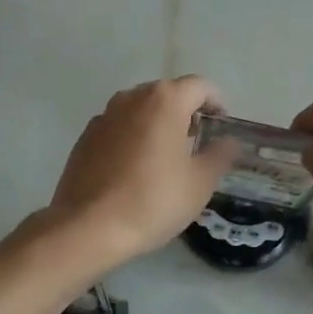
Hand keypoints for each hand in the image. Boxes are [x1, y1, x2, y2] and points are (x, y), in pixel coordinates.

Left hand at [45, 77, 239, 273]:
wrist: (88, 227)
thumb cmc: (153, 201)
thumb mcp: (199, 183)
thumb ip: (219, 155)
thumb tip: (228, 141)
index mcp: (164, 101)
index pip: (199, 86)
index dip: (216, 102)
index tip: (221, 125)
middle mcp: (131, 98)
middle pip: (167, 94)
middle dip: (185, 111)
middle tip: (197, 142)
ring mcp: (104, 116)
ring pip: (139, 110)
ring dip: (157, 124)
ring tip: (166, 156)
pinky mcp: (85, 138)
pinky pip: (118, 128)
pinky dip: (132, 138)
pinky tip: (135, 169)